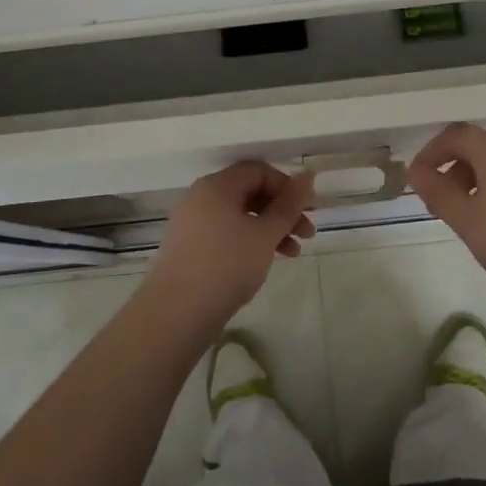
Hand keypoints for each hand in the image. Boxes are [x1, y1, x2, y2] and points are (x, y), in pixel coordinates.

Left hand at [143, 162, 313, 331]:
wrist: (176, 314)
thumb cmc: (226, 266)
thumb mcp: (265, 234)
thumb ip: (288, 205)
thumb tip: (308, 174)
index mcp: (217, 185)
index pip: (258, 171)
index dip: (287, 186)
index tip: (308, 210)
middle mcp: (201, 196)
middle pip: (249, 192)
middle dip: (282, 211)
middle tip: (307, 233)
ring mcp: (192, 222)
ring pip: (239, 215)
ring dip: (269, 229)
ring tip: (293, 254)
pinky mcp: (188, 247)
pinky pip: (225, 233)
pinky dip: (248, 241)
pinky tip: (263, 262)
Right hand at [407, 123, 485, 306]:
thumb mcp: (470, 224)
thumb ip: (439, 195)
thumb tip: (417, 172)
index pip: (454, 135)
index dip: (431, 154)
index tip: (419, 182)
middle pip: (481, 148)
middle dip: (457, 172)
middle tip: (447, 207)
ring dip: (484, 184)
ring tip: (480, 222)